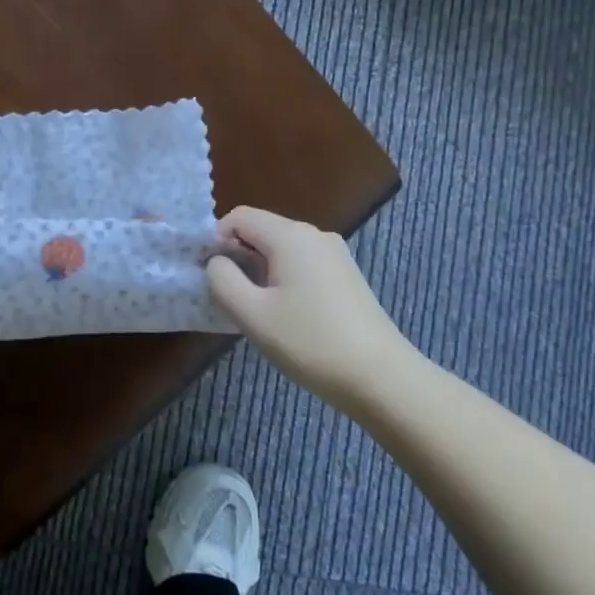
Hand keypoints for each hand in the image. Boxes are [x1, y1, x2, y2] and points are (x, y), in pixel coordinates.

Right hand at [206, 206, 415, 411]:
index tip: (213, 277)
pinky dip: (285, 280)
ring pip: (282, 250)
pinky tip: (289, 316)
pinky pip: (303, 264)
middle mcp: (314, 234)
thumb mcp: (252, 315)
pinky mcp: (347, 275)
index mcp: (290, 236)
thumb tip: (217, 262)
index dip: (217, 240)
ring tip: (260, 312)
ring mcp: (335, 254)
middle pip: (262, 231)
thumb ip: (222, 280)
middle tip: (233, 299)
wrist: (381, 378)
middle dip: (239, 257)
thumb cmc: (310, 342)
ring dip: (262, 272)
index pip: (239, 216)